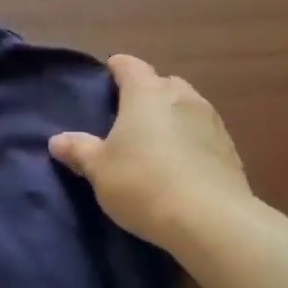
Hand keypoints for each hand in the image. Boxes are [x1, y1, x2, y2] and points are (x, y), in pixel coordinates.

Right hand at [48, 55, 250, 250]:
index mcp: (146, 93)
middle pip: (162, 83)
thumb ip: (79, 150)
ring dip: (172, 118)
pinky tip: (181, 166)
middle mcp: (182, 97)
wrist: (211, 221)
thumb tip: (57, 140)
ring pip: (187, 107)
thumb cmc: (143, 183)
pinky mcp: (230, 150)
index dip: (116, 69)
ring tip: (155, 143)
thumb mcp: (99, 169)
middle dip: (147, 94)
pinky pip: (204, 134)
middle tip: (128, 117)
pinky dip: (191, 141)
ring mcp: (211, 122)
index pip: (129, 66)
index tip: (106, 77)